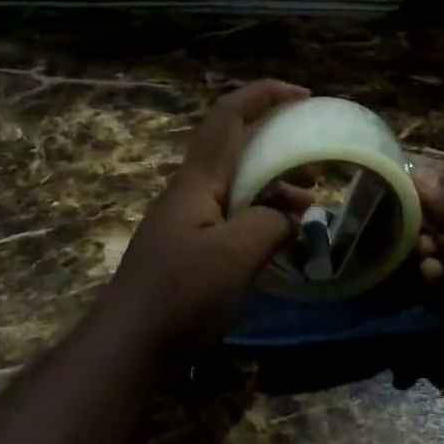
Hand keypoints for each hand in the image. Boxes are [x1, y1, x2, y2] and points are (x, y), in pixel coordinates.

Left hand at [97, 80, 309, 355]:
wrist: (129, 347)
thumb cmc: (180, 294)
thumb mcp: (236, 255)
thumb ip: (270, 223)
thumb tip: (290, 216)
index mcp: (198, 181)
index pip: (229, 117)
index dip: (264, 95)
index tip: (304, 95)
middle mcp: (192, 192)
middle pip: (236, 148)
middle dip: (277, 145)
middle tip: (314, 166)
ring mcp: (189, 221)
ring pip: (238, 186)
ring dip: (274, 187)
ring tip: (308, 209)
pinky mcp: (192, 249)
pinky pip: (234, 217)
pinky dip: (263, 218)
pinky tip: (283, 242)